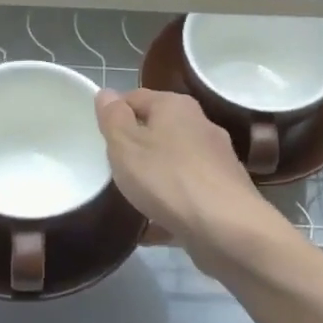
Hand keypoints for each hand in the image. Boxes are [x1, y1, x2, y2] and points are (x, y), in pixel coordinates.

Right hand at [93, 88, 288, 272]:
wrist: (226, 228)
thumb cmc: (167, 178)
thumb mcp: (126, 145)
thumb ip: (113, 118)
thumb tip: (107, 94)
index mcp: (176, 106)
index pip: (135, 97)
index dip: (113, 114)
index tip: (96, 138)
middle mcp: (200, 126)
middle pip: (157, 130)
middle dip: (134, 148)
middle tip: (109, 169)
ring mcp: (215, 160)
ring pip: (172, 163)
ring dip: (152, 178)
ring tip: (128, 199)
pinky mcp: (222, 193)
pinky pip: (186, 194)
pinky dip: (168, 205)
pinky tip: (150, 228)